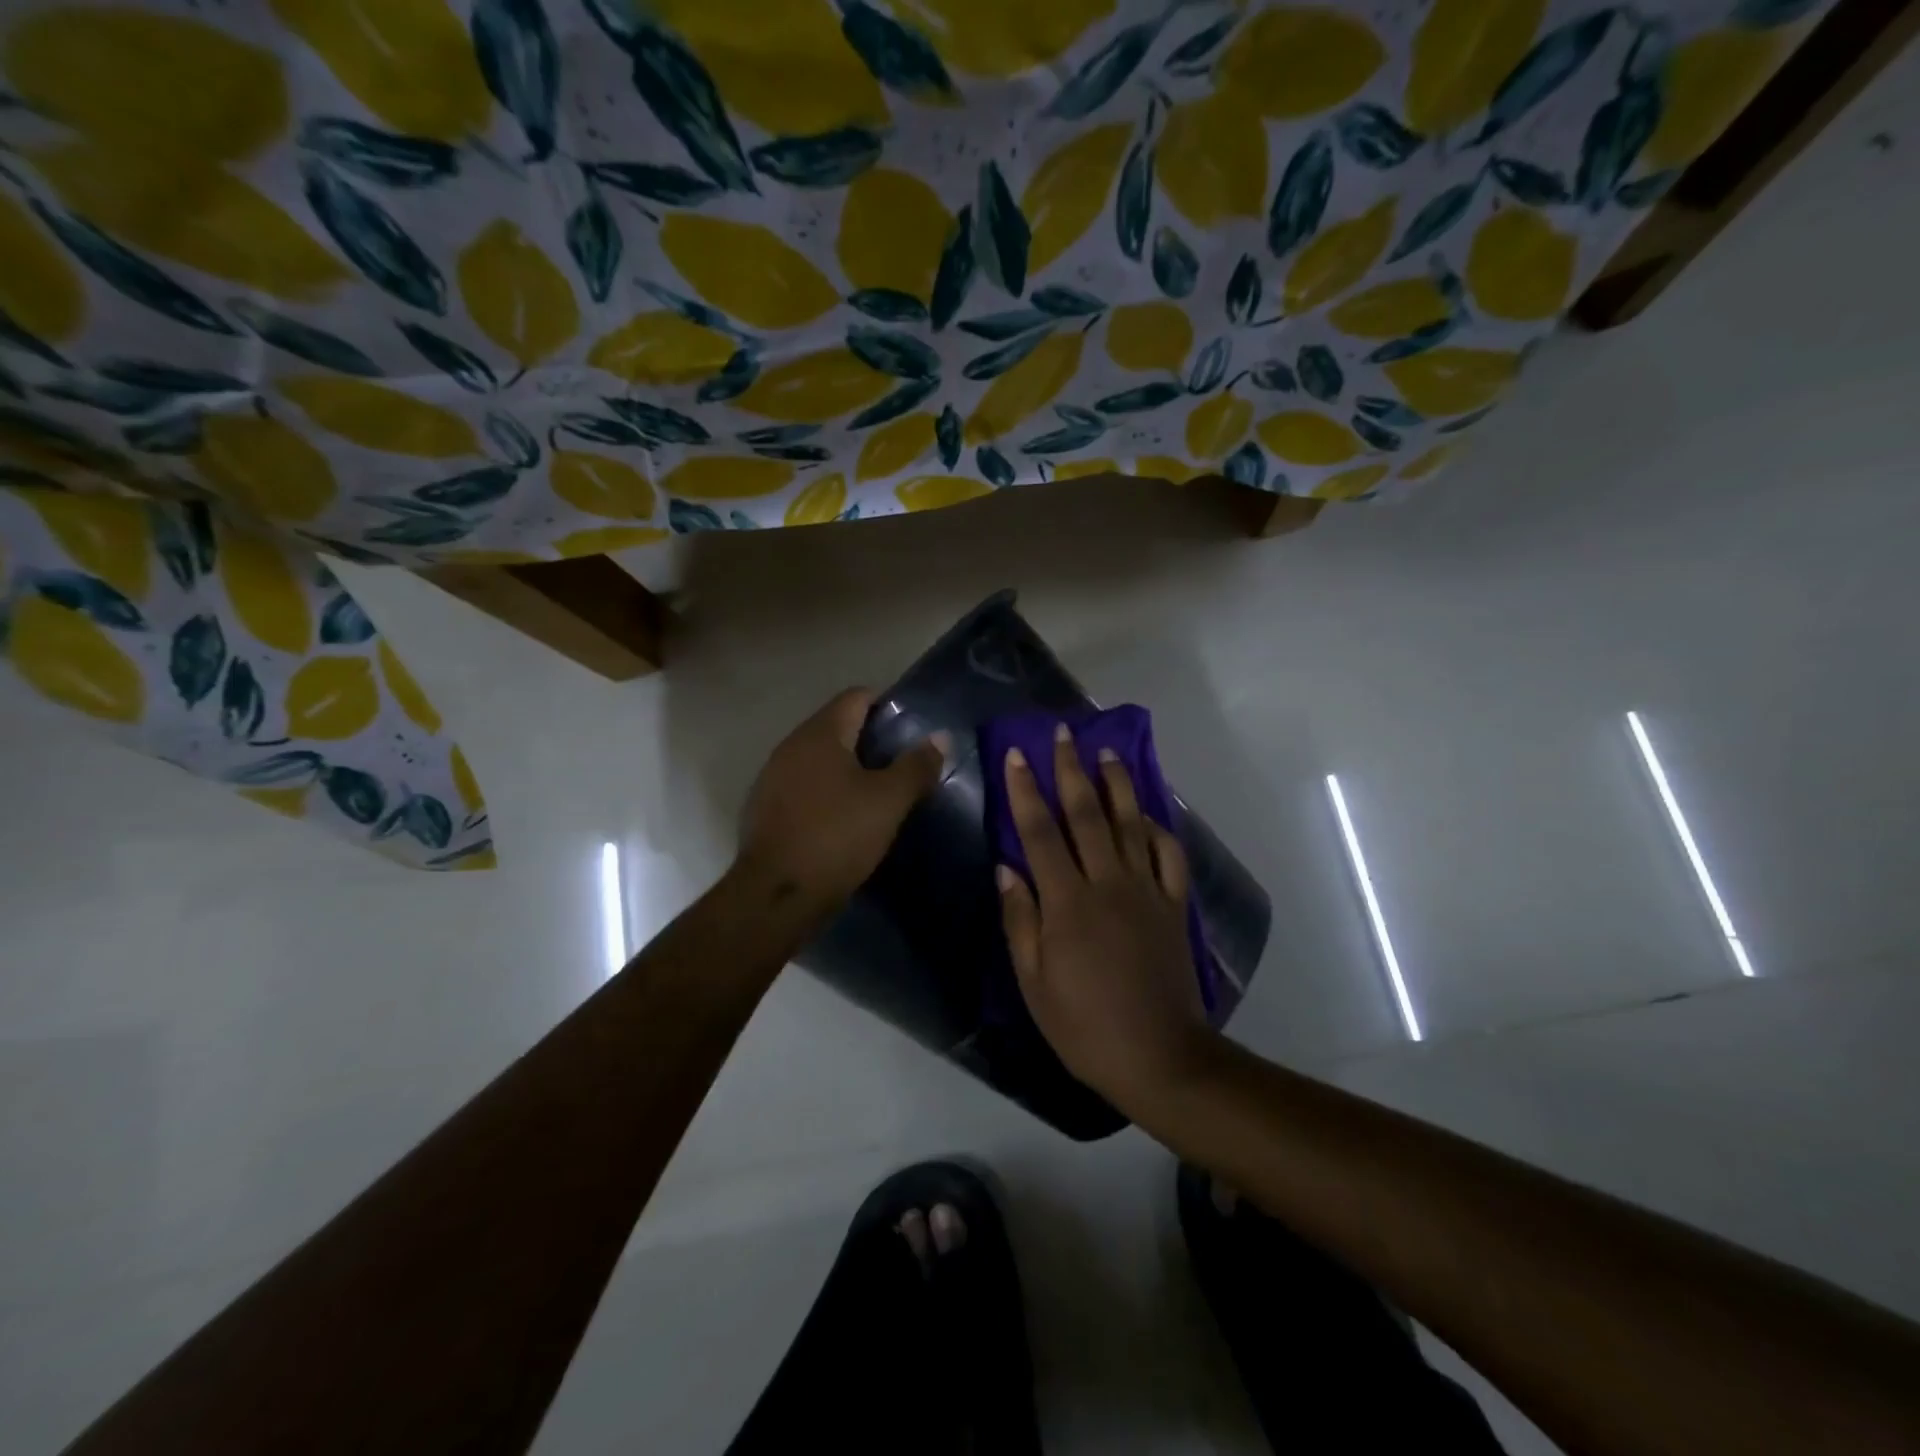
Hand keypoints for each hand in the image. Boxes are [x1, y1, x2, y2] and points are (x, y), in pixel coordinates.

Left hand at [737, 688, 946, 915]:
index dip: (887, 705)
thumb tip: (940, 737)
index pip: (856, 697)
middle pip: (836, 726)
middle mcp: (791, 746)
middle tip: (902, 763)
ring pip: (819, 759)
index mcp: (820, 733)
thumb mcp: (888, 801)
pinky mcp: (766, 809)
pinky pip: (804, 787)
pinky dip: (826, 792)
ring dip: (848, 768)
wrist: (776, 895)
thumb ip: (916, 766)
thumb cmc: (837, 836)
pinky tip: (844, 818)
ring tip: (878, 792)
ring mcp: (773, 778)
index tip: (912, 729)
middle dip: (870, 739)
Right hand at [998, 723, 1216, 1111]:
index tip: (1016, 754)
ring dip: (1116, 785)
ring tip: (1107, 753)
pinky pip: (1170, 856)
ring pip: (1130, 824)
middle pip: (1086, 814)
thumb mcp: (1033, 982)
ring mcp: (1146, 891)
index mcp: (1067, 901)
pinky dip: (1160, 828)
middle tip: (1063, 734)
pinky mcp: (1173, 906)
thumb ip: (1020, 920)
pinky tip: (1150, 812)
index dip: (1025, 790)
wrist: (1158, 1056)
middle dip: (1071, 769)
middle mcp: (1107, 883)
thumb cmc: (1084, 1025)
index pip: (1040, 831)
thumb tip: (1006, 867)